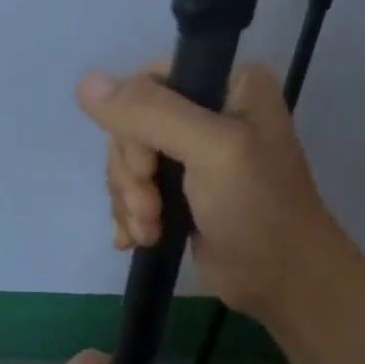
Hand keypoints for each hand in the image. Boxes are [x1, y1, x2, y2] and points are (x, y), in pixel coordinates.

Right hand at [77, 61, 346, 324]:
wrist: (282, 282)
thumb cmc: (257, 208)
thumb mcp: (211, 150)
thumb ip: (150, 113)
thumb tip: (83, 82)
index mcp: (226, 81)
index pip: (148, 82)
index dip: (133, 127)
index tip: (148, 170)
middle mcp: (208, 107)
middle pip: (131, 124)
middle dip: (132, 174)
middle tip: (150, 212)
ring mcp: (192, 150)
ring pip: (127, 159)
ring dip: (129, 200)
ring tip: (150, 231)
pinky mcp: (180, 187)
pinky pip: (132, 186)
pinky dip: (128, 214)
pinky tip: (137, 239)